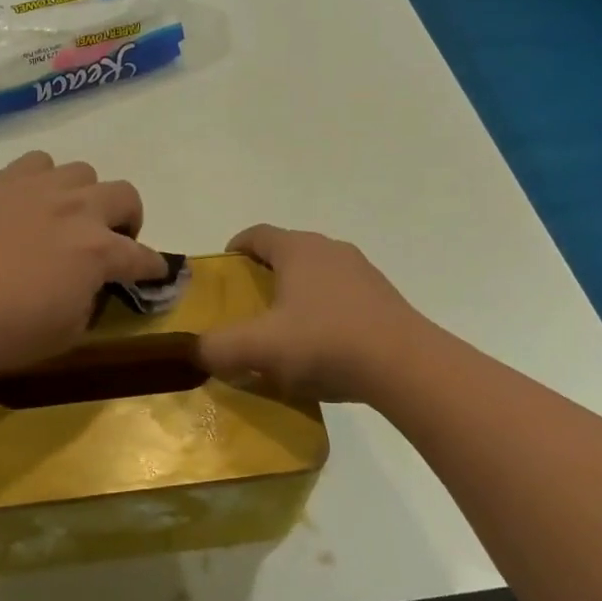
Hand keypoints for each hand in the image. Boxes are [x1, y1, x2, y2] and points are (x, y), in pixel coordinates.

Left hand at [0, 152, 166, 373]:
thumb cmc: (9, 330)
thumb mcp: (68, 332)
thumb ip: (90, 300)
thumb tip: (89, 283)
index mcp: (99, 251)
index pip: (142, 256)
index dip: (153, 266)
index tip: (155, 270)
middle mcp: (79, 210)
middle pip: (126, 195)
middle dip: (128, 219)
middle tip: (111, 239)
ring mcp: (40, 189)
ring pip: (83, 172)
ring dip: (85, 194)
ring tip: (67, 215)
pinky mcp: (4, 180)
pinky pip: (39, 162)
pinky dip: (44, 178)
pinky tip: (31, 199)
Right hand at [199, 225, 429, 403]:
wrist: (405, 365)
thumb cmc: (324, 342)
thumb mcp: (260, 348)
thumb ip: (218, 348)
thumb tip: (196, 350)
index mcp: (298, 248)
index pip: (256, 234)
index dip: (235, 249)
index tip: (223, 273)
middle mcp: (330, 249)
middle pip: (287, 253)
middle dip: (264, 276)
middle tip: (248, 308)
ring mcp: (361, 271)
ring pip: (316, 275)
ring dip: (296, 295)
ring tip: (284, 331)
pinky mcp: (383, 297)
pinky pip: (341, 296)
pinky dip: (324, 312)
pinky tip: (322, 347)